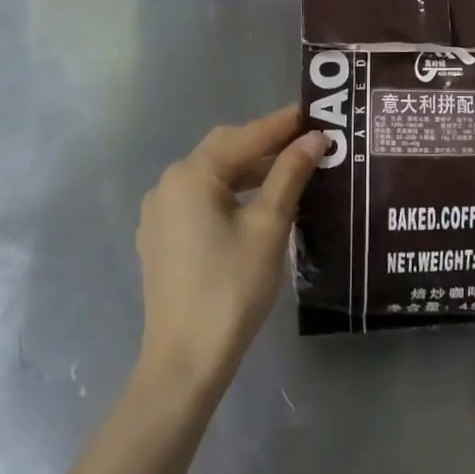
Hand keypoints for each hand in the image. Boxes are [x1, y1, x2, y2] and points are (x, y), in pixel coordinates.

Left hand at [134, 107, 324, 396]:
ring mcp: (160, 213)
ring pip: (212, 176)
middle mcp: (169, 184)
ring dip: (249, 169)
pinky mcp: (161, 238)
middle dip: (265, 143)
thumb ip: (290, 175)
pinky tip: (258, 203)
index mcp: (192, 174)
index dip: (283, 124)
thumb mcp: (269, 226)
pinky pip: (200, 199)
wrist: (185, 361)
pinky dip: (231, 192)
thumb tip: (315, 139)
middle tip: (306, 141)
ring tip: (290, 171)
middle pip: (225, 150)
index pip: (246, 136)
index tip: (314, 112)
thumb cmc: (232, 288)